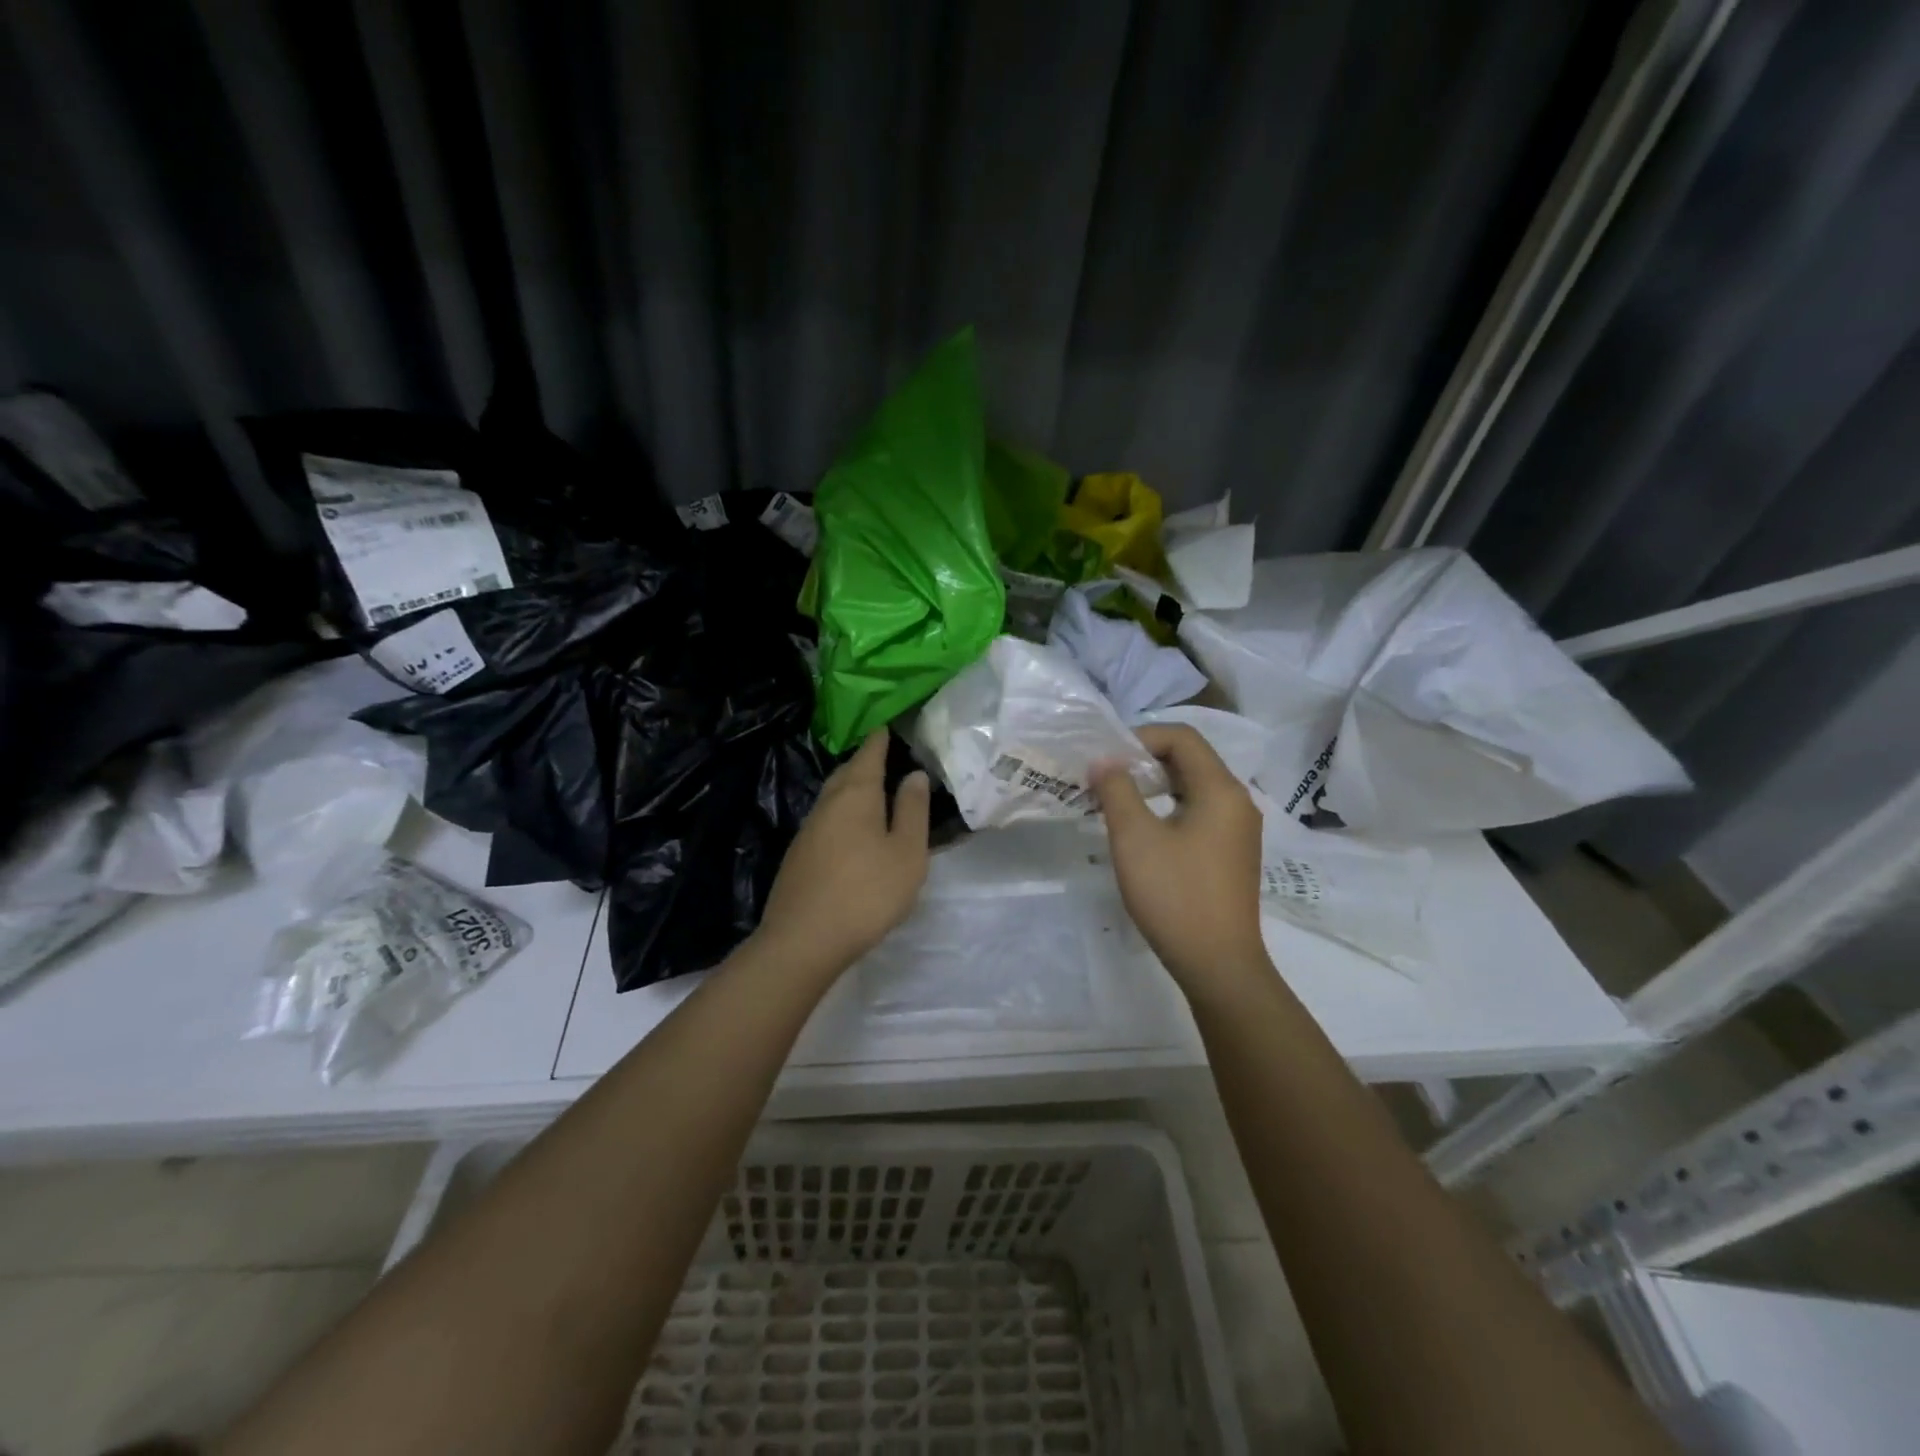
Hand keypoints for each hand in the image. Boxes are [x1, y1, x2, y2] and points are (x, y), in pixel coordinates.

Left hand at [756, 731, 930, 976]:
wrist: (803, 940)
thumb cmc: (866, 892)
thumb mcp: (906, 852)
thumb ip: (912, 810)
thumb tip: (914, 774)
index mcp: (856, 796)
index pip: (869, 755)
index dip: (880, 740)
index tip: (887, 726)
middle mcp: (827, 805)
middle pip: (846, 773)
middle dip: (864, 762)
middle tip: (883, 756)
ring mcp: (808, 831)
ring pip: (833, 797)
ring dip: (852, 788)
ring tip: (872, 791)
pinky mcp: (799, 856)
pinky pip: (826, 820)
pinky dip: (842, 813)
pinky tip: (851, 831)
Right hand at [1092, 723, 1268, 990]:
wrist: (1218, 964)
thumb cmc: (1175, 895)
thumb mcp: (1135, 838)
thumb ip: (1116, 790)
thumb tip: (1103, 760)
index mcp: (1221, 790)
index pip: (1183, 738)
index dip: (1142, 737)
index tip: (1107, 758)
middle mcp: (1237, 801)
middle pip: (1191, 759)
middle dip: (1146, 760)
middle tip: (1107, 778)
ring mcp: (1239, 829)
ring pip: (1195, 787)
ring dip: (1156, 785)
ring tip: (1119, 801)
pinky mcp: (1233, 853)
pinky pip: (1200, 812)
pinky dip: (1170, 807)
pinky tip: (1145, 831)